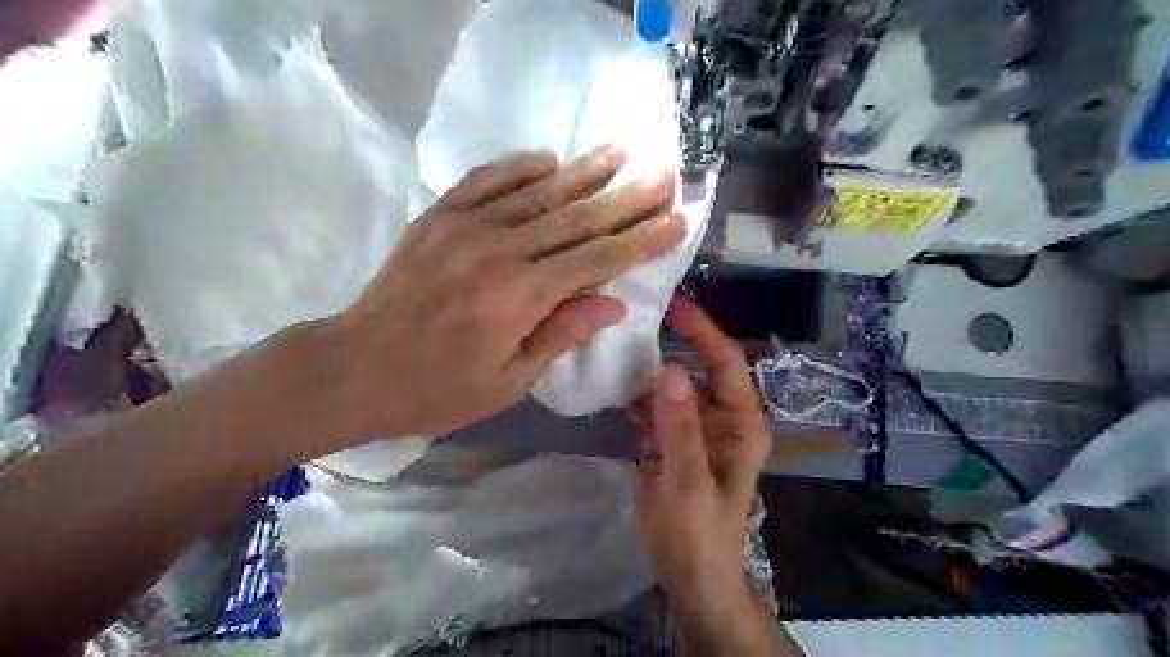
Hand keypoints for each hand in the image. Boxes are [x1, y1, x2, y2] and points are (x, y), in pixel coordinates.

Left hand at [318, 145, 685, 444]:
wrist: (355, 368)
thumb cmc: (437, 389)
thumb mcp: (509, 381)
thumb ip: (562, 334)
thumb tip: (615, 303)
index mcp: (519, 298)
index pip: (597, 260)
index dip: (641, 240)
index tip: (676, 219)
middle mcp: (498, 252)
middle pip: (576, 218)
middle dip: (627, 197)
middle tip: (664, 174)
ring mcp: (465, 227)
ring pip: (538, 192)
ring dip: (583, 171)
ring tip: (620, 150)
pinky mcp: (438, 217)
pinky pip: (486, 181)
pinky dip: (520, 167)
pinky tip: (549, 158)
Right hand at [631, 298, 785, 655]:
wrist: (691, 577)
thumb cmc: (698, 534)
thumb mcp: (689, 482)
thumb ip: (680, 428)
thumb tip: (669, 368)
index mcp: (742, 424)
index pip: (726, 363)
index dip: (703, 331)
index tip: (673, 305)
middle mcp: (724, 419)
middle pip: (699, 369)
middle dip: (672, 344)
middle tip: (635, 318)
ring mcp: (698, 430)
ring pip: (675, 387)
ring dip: (650, 369)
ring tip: (617, 344)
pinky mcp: (676, 442)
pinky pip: (658, 409)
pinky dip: (638, 397)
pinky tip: (613, 385)